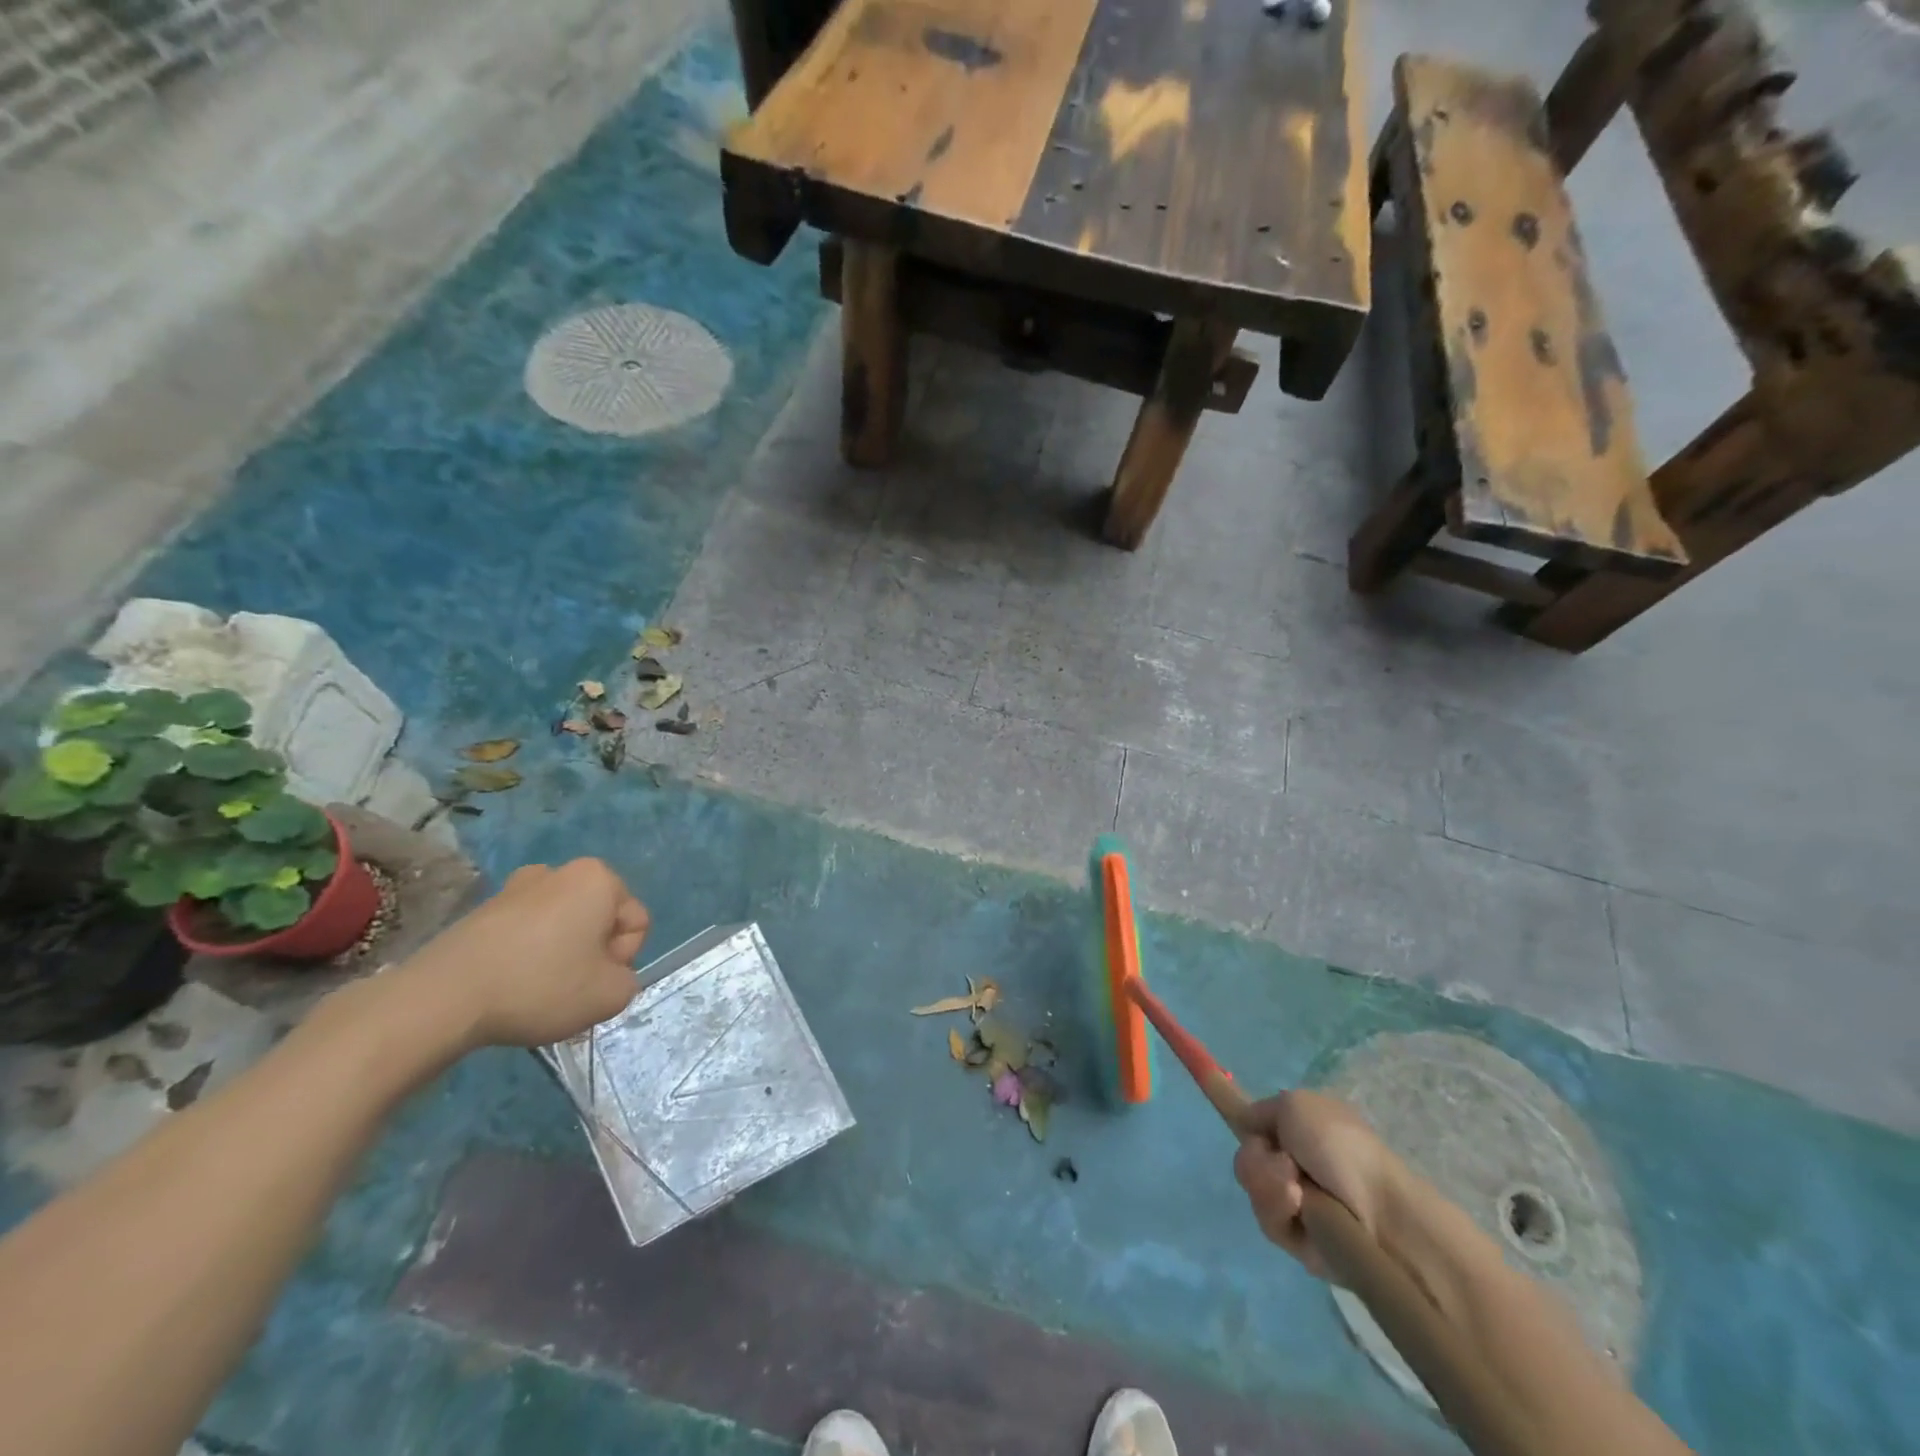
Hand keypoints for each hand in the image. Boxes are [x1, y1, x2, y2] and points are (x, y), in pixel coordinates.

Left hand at [399, 859, 648, 1050]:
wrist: (443, 998)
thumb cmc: (540, 986)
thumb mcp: (611, 996)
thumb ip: (628, 981)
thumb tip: (605, 975)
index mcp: (599, 878)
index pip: (636, 923)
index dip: (622, 959)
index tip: (593, 981)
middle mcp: (560, 871)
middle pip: (599, 921)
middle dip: (591, 954)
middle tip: (569, 989)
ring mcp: (516, 887)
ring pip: (563, 928)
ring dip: (560, 956)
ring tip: (536, 991)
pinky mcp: (483, 911)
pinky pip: (526, 934)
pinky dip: (527, 957)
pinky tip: (509, 986)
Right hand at [1233, 1090, 1399, 1279]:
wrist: (1379, 1211)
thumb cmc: (1341, 1145)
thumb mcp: (1294, 1104)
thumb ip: (1261, 1109)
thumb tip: (1248, 1124)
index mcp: (1298, 1128)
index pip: (1255, 1120)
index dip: (1233, 1111)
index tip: (1205, 1086)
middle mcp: (1293, 1161)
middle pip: (1245, 1155)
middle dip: (1254, 1157)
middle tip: (1279, 1160)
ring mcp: (1294, 1199)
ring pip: (1250, 1185)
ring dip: (1266, 1181)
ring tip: (1294, 1187)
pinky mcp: (1296, 1238)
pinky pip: (1265, 1217)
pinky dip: (1277, 1207)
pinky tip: (1297, 1205)